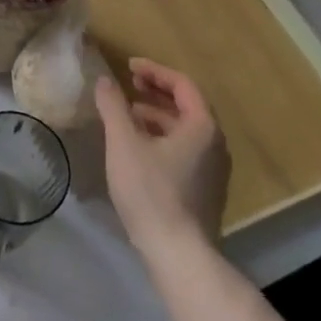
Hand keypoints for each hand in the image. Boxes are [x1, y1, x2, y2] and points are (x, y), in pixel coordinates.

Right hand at [95, 58, 230, 261]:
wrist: (178, 254)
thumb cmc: (151, 191)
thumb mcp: (124, 143)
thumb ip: (113, 107)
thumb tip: (104, 80)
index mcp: (202, 127)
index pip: (182, 84)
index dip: (155, 71)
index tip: (129, 67)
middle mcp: (215, 144)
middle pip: (187, 106)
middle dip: (156, 92)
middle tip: (129, 85)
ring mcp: (213, 170)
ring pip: (184, 130)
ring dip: (157, 116)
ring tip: (127, 116)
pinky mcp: (205, 190)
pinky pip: (185, 150)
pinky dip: (162, 138)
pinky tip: (138, 149)